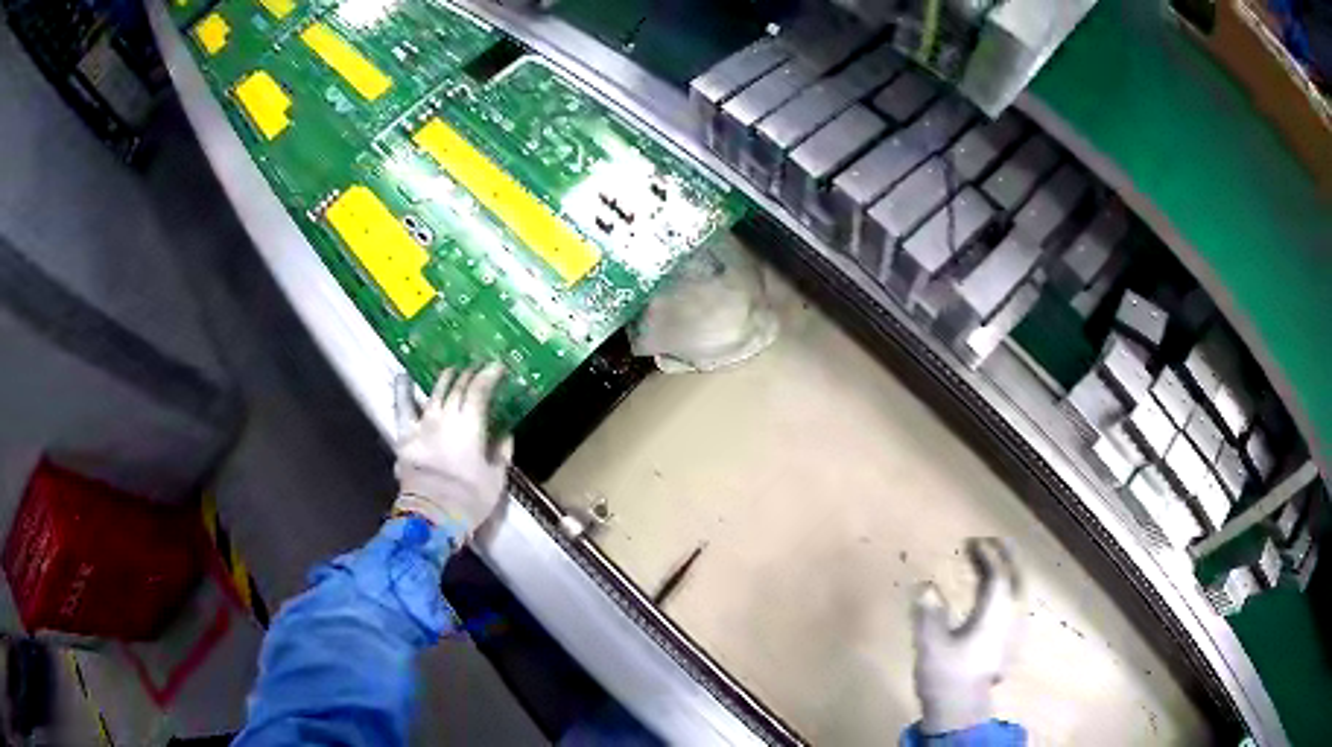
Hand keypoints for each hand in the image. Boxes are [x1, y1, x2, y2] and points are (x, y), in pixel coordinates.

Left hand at [393, 364, 512, 538]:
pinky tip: (403, 378)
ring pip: (434, 393)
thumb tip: (506, 434)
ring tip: (451, 371)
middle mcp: (446, 416)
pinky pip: (402, 408)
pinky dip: (403, 391)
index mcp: (471, 424)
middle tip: (477, 370)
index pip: (480, 390)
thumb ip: (501, 452)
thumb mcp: (496, 478)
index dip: (489, 375)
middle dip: (469, 376)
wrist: (432, 515)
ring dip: (445, 379)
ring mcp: (423, 423)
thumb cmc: (470, 498)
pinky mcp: (405, 435)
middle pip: (458, 388)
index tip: (497, 367)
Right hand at [911, 538, 1023, 735]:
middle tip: (994, 541)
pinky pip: (1014, 605)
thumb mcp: (931, 646)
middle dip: (1007, 557)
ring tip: (995, 563)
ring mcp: (1012, 632)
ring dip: (1009, 572)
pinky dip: (1007, 591)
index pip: (997, 575)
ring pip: (1018, 592)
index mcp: (994, 614)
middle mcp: (1009, 618)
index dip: (987, 554)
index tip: (972, 541)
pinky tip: (996, 598)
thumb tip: (926, 586)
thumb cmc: (947, 677)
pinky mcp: (1008, 644)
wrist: (961, 712)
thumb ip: (929, 614)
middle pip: (1016, 579)